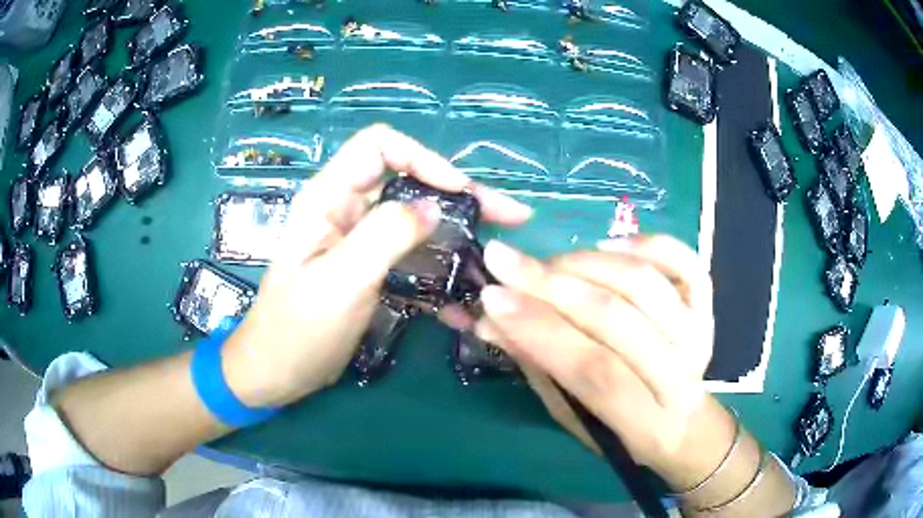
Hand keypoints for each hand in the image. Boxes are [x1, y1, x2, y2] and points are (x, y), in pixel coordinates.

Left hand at [222, 125, 531, 407]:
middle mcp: (346, 208)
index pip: (379, 147)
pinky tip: (467, 289)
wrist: (278, 372)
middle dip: (460, 195)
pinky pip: (413, 253)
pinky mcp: (371, 267)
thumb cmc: (298, 329)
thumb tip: (433, 207)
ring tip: (498, 252)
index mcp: (328, 198)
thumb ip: (385, 236)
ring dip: (458, 232)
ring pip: (417, 218)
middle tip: (511, 216)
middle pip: (409, 180)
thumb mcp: (339, 282)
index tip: (462, 193)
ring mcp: (360, 239)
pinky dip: (441, 265)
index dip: (424, 158)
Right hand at [471, 236, 714, 469]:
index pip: (592, 368)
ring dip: (587, 263)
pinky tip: (610, 243)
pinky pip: (685, 262)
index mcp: (644, 420)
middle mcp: (680, 374)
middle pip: (617, 319)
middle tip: (504, 260)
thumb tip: (489, 321)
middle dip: (551, 286)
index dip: (540, 329)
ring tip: (548, 262)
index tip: (491, 298)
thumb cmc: (621, 431)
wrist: (683, 425)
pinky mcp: (707, 307)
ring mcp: (698, 334)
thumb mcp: (574, 415)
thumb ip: (538, 367)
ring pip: (644, 284)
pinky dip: (647, 243)